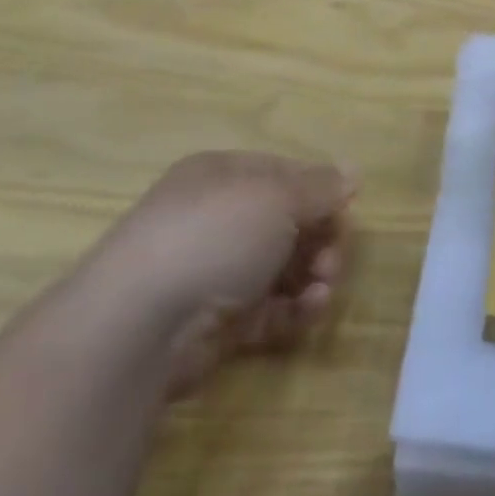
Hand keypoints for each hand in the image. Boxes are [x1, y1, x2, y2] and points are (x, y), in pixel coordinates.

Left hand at [81, 151, 353, 396]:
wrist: (141, 323)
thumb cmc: (215, 235)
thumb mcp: (278, 197)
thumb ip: (321, 187)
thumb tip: (353, 172)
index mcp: (225, 176)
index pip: (287, 176)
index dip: (321, 193)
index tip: (345, 214)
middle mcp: (219, 219)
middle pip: (290, 223)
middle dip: (322, 240)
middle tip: (333, 261)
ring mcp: (217, 272)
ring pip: (284, 268)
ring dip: (314, 276)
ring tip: (322, 290)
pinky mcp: (219, 322)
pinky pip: (271, 310)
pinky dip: (295, 310)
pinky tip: (309, 311)